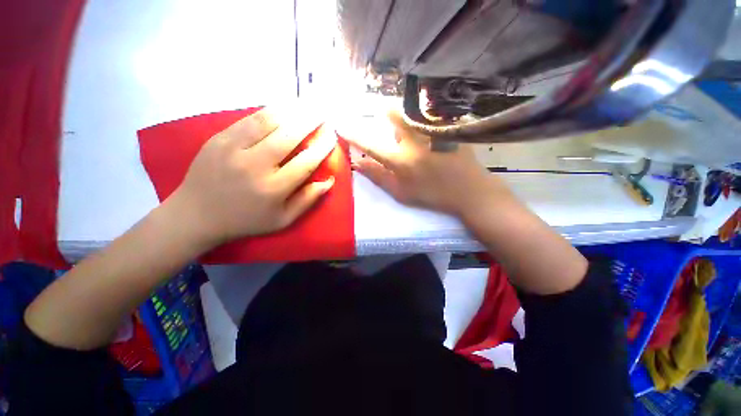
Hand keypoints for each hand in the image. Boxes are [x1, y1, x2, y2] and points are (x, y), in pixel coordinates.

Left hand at [165, 106, 336, 247]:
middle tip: (323, 113)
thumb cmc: (247, 220)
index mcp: (273, 189)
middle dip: (310, 122)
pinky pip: (248, 119)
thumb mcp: (283, 220)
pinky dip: (269, 111)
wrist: (197, 215)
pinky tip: (282, 108)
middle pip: (288, 137)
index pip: (306, 163)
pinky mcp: (218, 139)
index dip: (322, 147)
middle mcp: (254, 166)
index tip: (332, 136)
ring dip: (291, 111)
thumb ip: (307, 200)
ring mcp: (233, 149)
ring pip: (268, 122)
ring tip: (306, 105)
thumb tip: (329, 180)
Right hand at [340, 110, 513, 218]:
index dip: (353, 134)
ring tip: (409, 126)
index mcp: (400, 160)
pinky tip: (427, 127)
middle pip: (391, 112)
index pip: (370, 143)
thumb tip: (357, 163)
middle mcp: (414, 139)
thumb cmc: (432, 194)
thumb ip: (378, 177)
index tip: (340, 124)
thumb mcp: (400, 192)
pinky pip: (427, 111)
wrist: (469, 190)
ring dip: (402, 113)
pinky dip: (420, 114)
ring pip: (410, 109)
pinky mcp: (447, 124)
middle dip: (382, 112)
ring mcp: (432, 129)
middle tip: (384, 118)